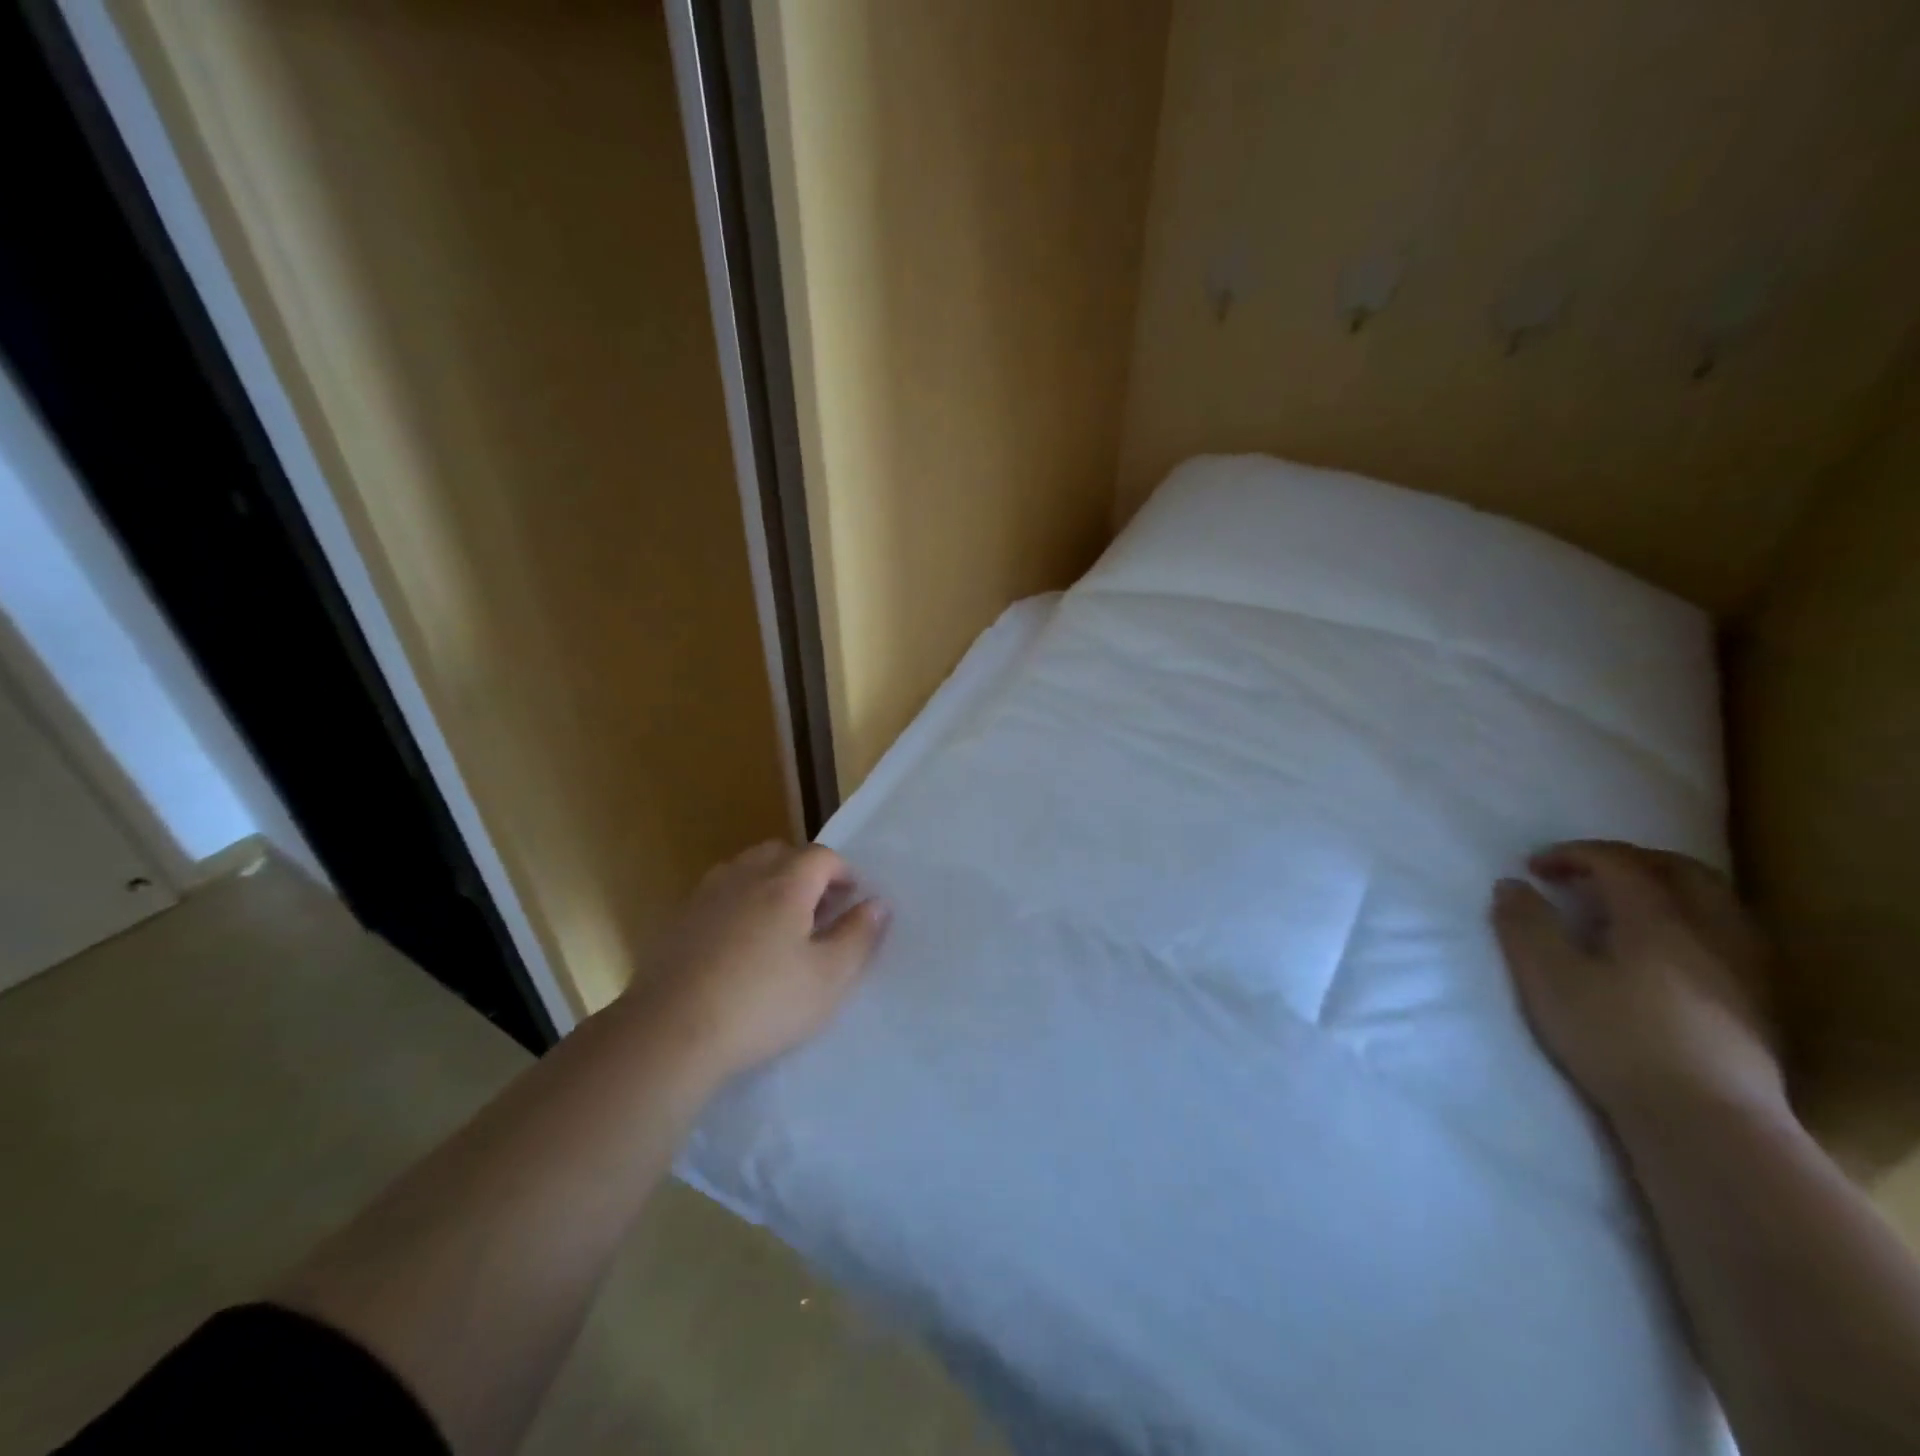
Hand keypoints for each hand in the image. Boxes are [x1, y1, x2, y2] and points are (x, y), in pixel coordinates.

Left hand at [627, 841, 888, 1083]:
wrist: (670, 1032)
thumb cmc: (763, 1004)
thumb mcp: (829, 978)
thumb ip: (858, 936)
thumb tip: (876, 903)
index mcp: (786, 884)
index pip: (822, 856)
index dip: (843, 872)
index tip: (852, 899)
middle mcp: (745, 877)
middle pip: (781, 853)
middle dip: (805, 872)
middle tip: (818, 909)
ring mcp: (706, 896)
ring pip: (745, 869)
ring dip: (769, 883)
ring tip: (779, 924)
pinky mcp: (678, 921)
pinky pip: (718, 895)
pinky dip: (738, 904)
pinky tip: (738, 945)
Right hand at [1490, 840, 1782, 1126]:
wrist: (1707, 1124)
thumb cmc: (1616, 1039)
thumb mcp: (1549, 978)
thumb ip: (1526, 925)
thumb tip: (1513, 884)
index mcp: (1658, 918)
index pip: (1618, 862)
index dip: (1573, 854)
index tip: (1534, 867)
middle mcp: (1710, 932)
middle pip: (1681, 871)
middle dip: (1630, 860)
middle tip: (1587, 872)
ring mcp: (1744, 970)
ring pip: (1715, 904)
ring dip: (1667, 891)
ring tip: (1626, 908)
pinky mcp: (1758, 1007)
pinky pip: (1728, 939)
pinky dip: (1691, 924)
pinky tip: (1667, 953)